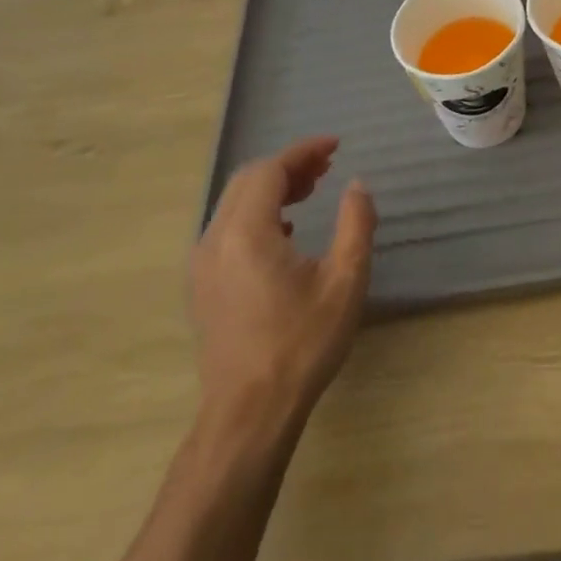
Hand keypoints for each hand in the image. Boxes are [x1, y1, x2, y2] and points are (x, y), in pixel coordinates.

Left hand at [190, 136, 376, 423]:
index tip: (335, 146)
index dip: (303, 152)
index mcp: (246, 232)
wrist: (249, 414)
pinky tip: (286, 231)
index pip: (270, 170)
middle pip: (248, 180)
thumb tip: (356, 186)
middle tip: (326, 167)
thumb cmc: (301, 345)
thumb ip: (356, 224)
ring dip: (273, 188)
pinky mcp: (203, 285)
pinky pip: (228, 227)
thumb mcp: (344, 281)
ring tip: (311, 190)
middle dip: (288, 166)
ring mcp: (203, 263)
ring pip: (235, 203)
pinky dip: (258, 212)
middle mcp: (215, 239)